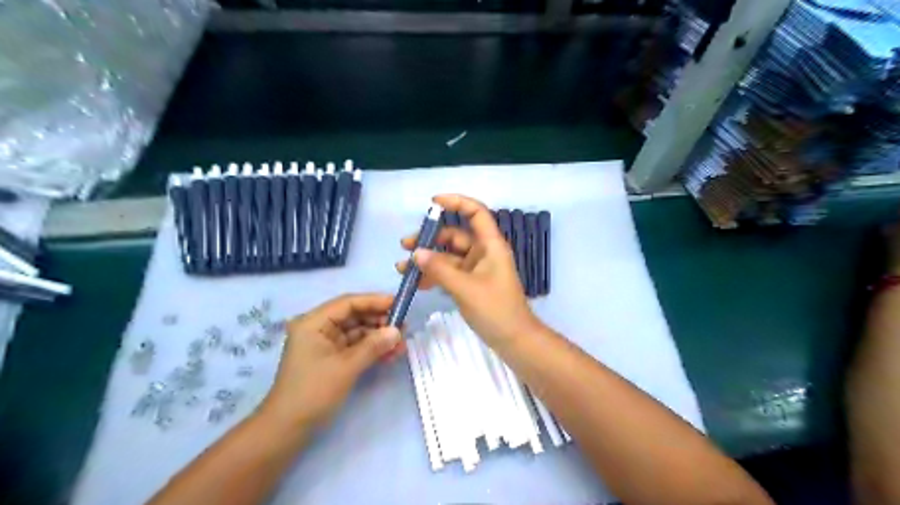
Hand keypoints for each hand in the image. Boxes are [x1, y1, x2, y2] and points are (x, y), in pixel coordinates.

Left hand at [259, 295, 401, 430]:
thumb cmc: (313, 392)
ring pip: (357, 332)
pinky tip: (390, 354)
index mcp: (314, 322)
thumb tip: (397, 331)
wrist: (287, 429)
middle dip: (379, 321)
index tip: (399, 304)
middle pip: (354, 316)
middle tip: (404, 328)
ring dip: (378, 337)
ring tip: (401, 344)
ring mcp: (325, 344)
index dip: (374, 301)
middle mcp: (318, 328)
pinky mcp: (331, 358)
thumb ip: (373, 346)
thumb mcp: (346, 367)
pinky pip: (355, 346)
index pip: (348, 303)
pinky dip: (371, 349)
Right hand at [399, 196, 539, 349]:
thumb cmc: (496, 309)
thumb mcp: (465, 288)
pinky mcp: (471, 284)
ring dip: (428, 260)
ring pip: (449, 257)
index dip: (456, 202)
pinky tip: (416, 283)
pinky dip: (434, 275)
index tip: (432, 203)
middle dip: (430, 239)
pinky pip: (450, 273)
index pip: (475, 212)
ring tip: (402, 268)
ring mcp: (477, 269)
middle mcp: (484, 253)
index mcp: (490, 245)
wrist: (514, 340)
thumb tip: (416, 253)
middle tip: (405, 246)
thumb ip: (440, 269)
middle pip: (455, 236)